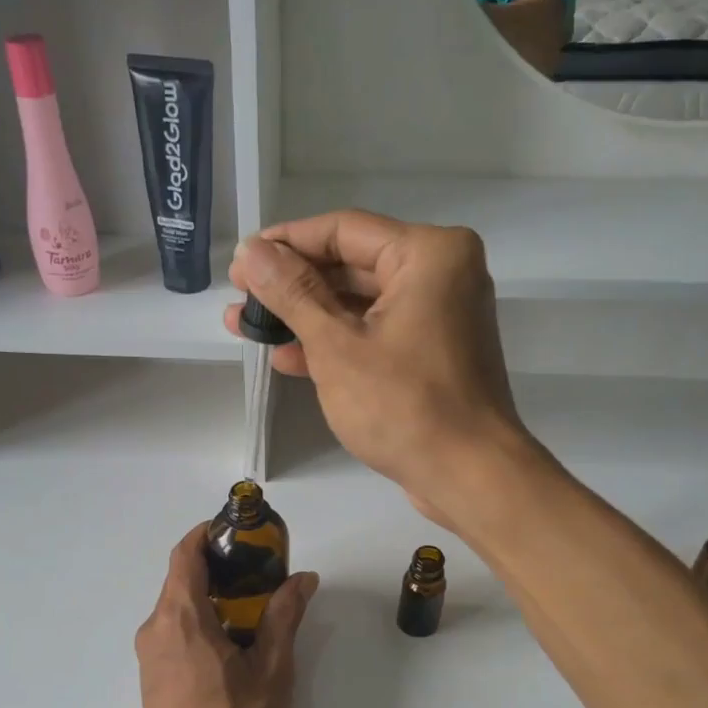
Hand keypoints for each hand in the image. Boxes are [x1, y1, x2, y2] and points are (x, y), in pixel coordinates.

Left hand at [134, 524, 317, 707]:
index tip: (238, 531)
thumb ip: (284, 617)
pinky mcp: (151, 678)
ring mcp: (148, 656)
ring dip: (209, 596)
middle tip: (259, 571)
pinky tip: (229, 643)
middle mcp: (155, 629)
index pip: (184, 554)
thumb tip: (302, 578)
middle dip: (217, 566)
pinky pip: (172, 632)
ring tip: (251, 607)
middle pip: (180, 578)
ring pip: (176, 607)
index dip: (207, 533)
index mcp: (180, 618)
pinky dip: (198, 621)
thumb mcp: (271, 670)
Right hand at [224, 212, 534, 527]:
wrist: (469, 476)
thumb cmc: (404, 405)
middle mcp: (440, 273)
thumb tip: (251, 252)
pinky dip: (335, 343)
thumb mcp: (337, 346)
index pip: (342, 230)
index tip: (240, 261)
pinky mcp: (431, 353)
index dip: (285, 243)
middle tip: (238, 298)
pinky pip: (375, 333)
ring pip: (359, 304)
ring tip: (246, 327)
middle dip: (291, 285)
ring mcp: (438, 316)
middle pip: (350, 265)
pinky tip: (286, 357)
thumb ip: (292, 293)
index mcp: (428, 253)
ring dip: (305, 317)